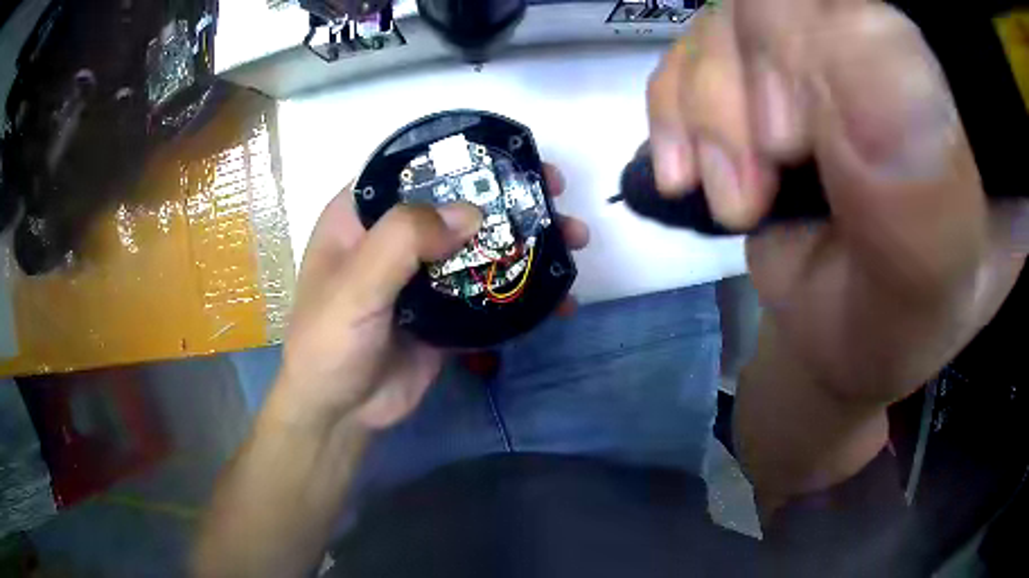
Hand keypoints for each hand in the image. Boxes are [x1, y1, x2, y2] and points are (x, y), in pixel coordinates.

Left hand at [275, 165, 588, 429]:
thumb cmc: (329, 343)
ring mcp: (424, 277)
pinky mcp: (446, 312)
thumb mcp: (355, 286)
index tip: (510, 156)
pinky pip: (490, 292)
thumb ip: (404, 241)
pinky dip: (523, 292)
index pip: (414, 168)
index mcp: (363, 217)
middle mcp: (395, 239)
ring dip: (526, 242)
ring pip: (480, 246)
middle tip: (555, 194)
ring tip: (573, 240)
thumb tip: (471, 212)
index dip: (462, 156)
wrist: (341, 413)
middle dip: (509, 198)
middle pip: (458, 204)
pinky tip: (560, 297)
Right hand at [647, 1, 1025, 399]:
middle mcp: (892, 50)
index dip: (820, 41)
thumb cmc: (895, 331)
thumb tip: (864, 39)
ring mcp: (823, 54)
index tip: (795, 143)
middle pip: (791, 0)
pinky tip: (692, 172)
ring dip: (709, 109)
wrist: (844, 342)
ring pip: (730, 15)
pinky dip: (674, 108)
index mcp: (960, 94)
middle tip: (763, 180)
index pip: (884, 11)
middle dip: (754, 80)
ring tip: (736, 200)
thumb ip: (924, 196)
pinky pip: (692, 50)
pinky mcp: (767, 75)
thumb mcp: (927, 291)